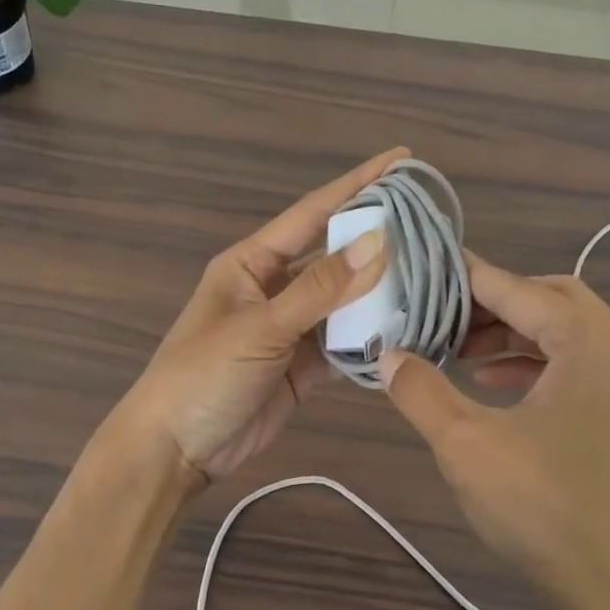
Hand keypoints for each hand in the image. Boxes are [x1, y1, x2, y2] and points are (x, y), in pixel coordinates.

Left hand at [114, 147, 405, 487]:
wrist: (175, 449)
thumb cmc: (203, 375)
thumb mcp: (261, 327)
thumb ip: (321, 288)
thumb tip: (379, 241)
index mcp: (251, 263)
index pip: (312, 214)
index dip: (356, 185)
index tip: (401, 160)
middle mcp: (273, 288)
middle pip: (334, 257)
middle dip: (378, 242)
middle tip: (433, 227)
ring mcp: (290, 330)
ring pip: (344, 303)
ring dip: (381, 295)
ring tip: (434, 279)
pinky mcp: (302, 368)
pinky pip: (344, 345)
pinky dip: (372, 341)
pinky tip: (409, 332)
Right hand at [381, 256, 609, 609]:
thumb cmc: (548, 510)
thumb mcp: (466, 446)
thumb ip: (421, 392)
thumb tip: (388, 356)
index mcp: (593, 339)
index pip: (518, 288)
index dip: (468, 278)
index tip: (428, 269)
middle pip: (555, 303)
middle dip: (497, 309)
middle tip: (446, 324)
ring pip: (578, 338)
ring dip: (523, 341)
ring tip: (469, 362)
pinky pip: (598, 372)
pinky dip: (552, 370)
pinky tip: (513, 397)